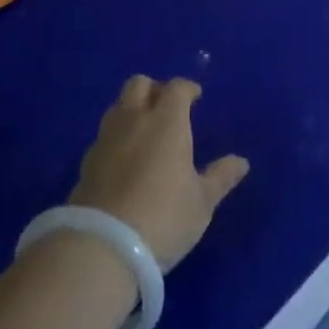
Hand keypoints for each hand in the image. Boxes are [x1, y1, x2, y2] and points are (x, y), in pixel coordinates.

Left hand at [70, 76, 248, 271]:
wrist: (104, 243)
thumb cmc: (164, 217)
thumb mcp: (201, 202)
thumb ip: (220, 177)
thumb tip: (241, 162)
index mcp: (166, 122)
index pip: (176, 88)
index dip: (187, 88)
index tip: (195, 97)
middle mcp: (134, 119)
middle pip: (139, 84)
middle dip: (154, 89)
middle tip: (167, 107)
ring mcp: (106, 138)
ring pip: (118, 106)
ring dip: (132, 109)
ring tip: (145, 131)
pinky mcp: (87, 160)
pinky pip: (105, 134)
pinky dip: (117, 136)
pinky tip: (124, 159)